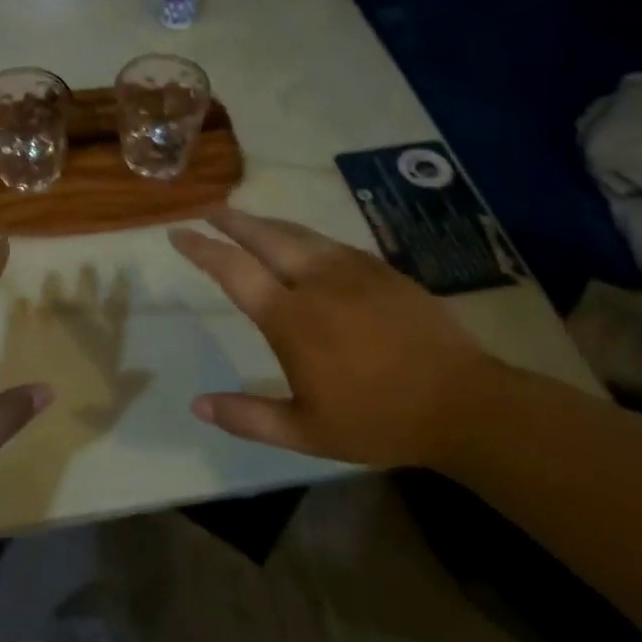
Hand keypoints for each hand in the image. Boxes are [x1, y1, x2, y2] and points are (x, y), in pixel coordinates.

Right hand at [168, 207, 500, 467]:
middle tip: (210, 209)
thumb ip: (248, 417)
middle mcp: (317, 282)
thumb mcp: (305, 432)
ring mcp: (354, 271)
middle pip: (265, 237)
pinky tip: (305, 245)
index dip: (202, 249)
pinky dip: (305, 237)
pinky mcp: (383, 271)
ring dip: (267, 224)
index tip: (179, 234)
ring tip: (248, 220)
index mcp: (291, 318)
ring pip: (300, 234)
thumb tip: (197, 404)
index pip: (234, 270)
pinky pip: (332, 244)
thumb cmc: (377, 420)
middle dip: (233, 220)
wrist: (462, 402)